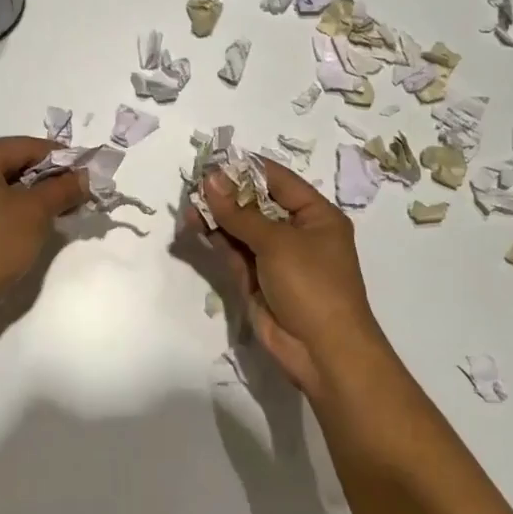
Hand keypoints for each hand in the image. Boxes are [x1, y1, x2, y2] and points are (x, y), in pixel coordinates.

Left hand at [0, 137, 89, 309]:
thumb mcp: (35, 214)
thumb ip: (63, 189)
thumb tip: (86, 176)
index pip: (27, 146)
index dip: (62, 160)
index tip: (87, 176)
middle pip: (10, 162)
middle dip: (44, 178)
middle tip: (73, 196)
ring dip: (26, 193)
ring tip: (53, 212)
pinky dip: (5, 205)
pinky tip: (23, 223)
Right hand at [194, 159, 393, 400]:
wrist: (323, 352)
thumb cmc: (312, 285)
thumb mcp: (277, 243)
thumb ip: (239, 212)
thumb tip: (211, 179)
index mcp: (316, 215)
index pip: (279, 180)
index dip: (247, 169)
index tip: (215, 161)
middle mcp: (298, 232)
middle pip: (257, 204)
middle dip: (227, 195)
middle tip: (195, 185)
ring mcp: (277, 258)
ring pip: (242, 229)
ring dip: (217, 218)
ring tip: (189, 207)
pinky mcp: (259, 280)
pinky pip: (236, 253)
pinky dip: (218, 240)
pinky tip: (197, 227)